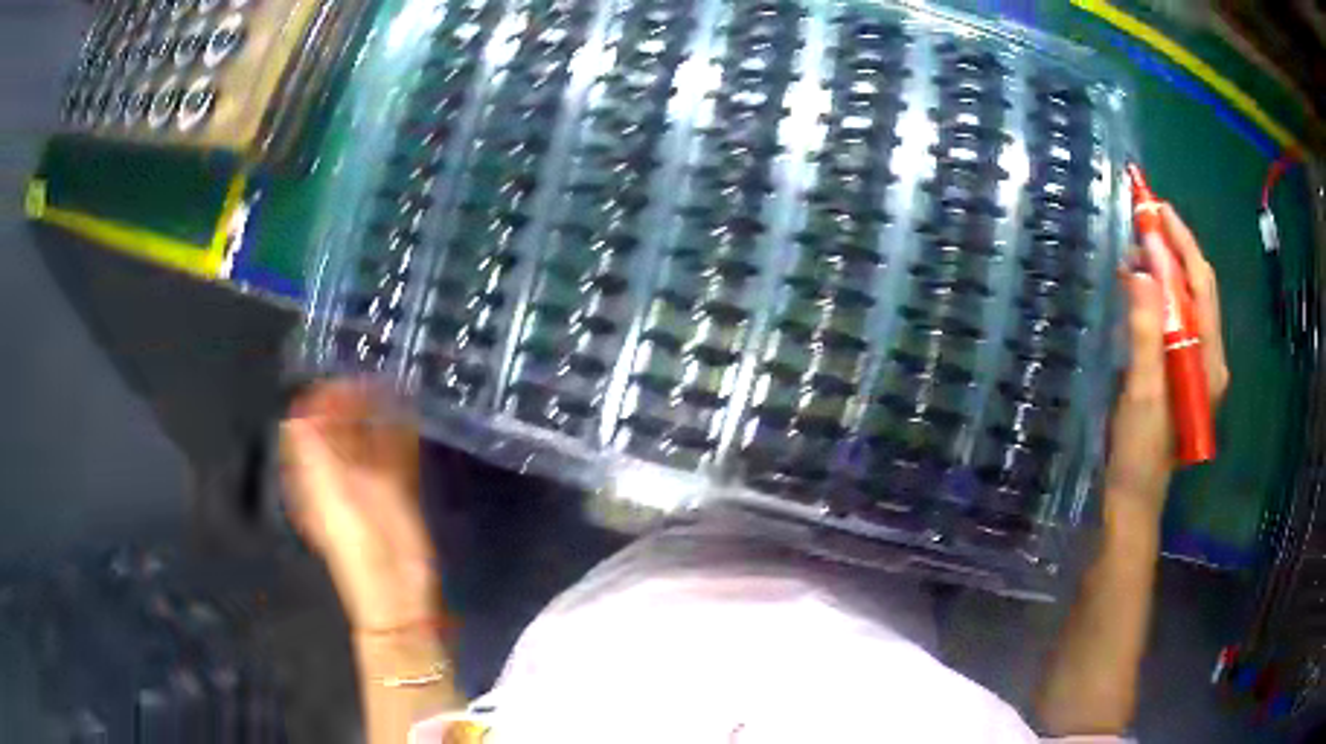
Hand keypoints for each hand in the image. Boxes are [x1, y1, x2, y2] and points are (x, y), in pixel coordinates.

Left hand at [280, 379, 440, 630]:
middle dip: (353, 400)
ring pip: (368, 438)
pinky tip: (411, 416)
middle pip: (339, 427)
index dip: (322, 399)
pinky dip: (400, 434)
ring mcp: (368, 483)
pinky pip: (394, 454)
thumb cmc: (360, 543)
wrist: (397, 590)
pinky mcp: (395, 492)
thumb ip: (313, 453)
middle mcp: (338, 474)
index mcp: (316, 475)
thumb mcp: (330, 495)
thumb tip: (296, 411)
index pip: (309, 425)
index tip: (343, 378)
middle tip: (375, 377)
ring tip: (394, 388)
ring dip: (378, 413)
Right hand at [1105, 203, 1229, 527]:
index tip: (1157, 207)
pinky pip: (1176, 318)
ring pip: (1187, 301)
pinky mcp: (1182, 370)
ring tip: (1137, 247)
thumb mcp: (1143, 392)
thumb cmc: (1140, 450)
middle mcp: (1210, 355)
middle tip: (1144, 217)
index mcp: (1209, 359)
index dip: (1182, 242)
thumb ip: (1147, 334)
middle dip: (1175, 247)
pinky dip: (1159, 293)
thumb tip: (1141, 272)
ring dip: (1166, 268)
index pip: (1201, 284)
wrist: (1135, 495)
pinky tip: (1140, 286)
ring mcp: (1198, 364)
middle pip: (1198, 287)